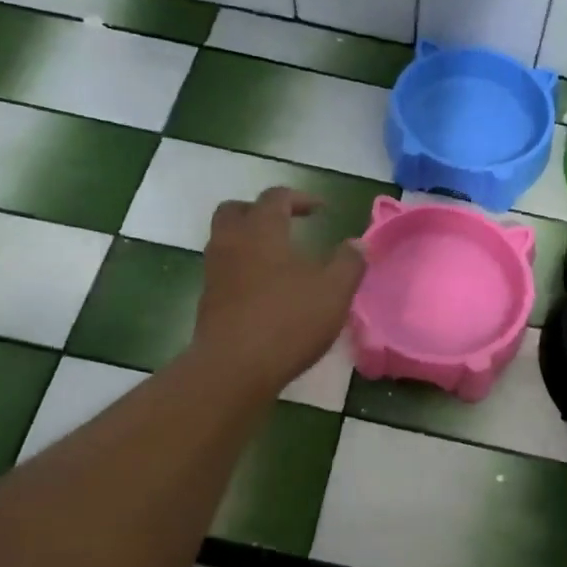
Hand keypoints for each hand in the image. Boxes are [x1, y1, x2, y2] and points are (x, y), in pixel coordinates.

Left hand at [194, 187, 366, 397]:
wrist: (234, 368)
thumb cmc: (288, 322)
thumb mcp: (333, 292)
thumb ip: (349, 263)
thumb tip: (358, 243)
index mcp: (261, 230)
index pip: (276, 198)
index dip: (300, 198)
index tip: (321, 210)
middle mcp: (231, 243)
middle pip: (237, 210)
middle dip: (262, 211)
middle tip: (286, 224)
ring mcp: (214, 272)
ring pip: (226, 240)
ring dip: (250, 240)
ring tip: (278, 259)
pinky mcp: (208, 300)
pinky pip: (224, 270)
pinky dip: (243, 268)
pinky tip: (265, 290)